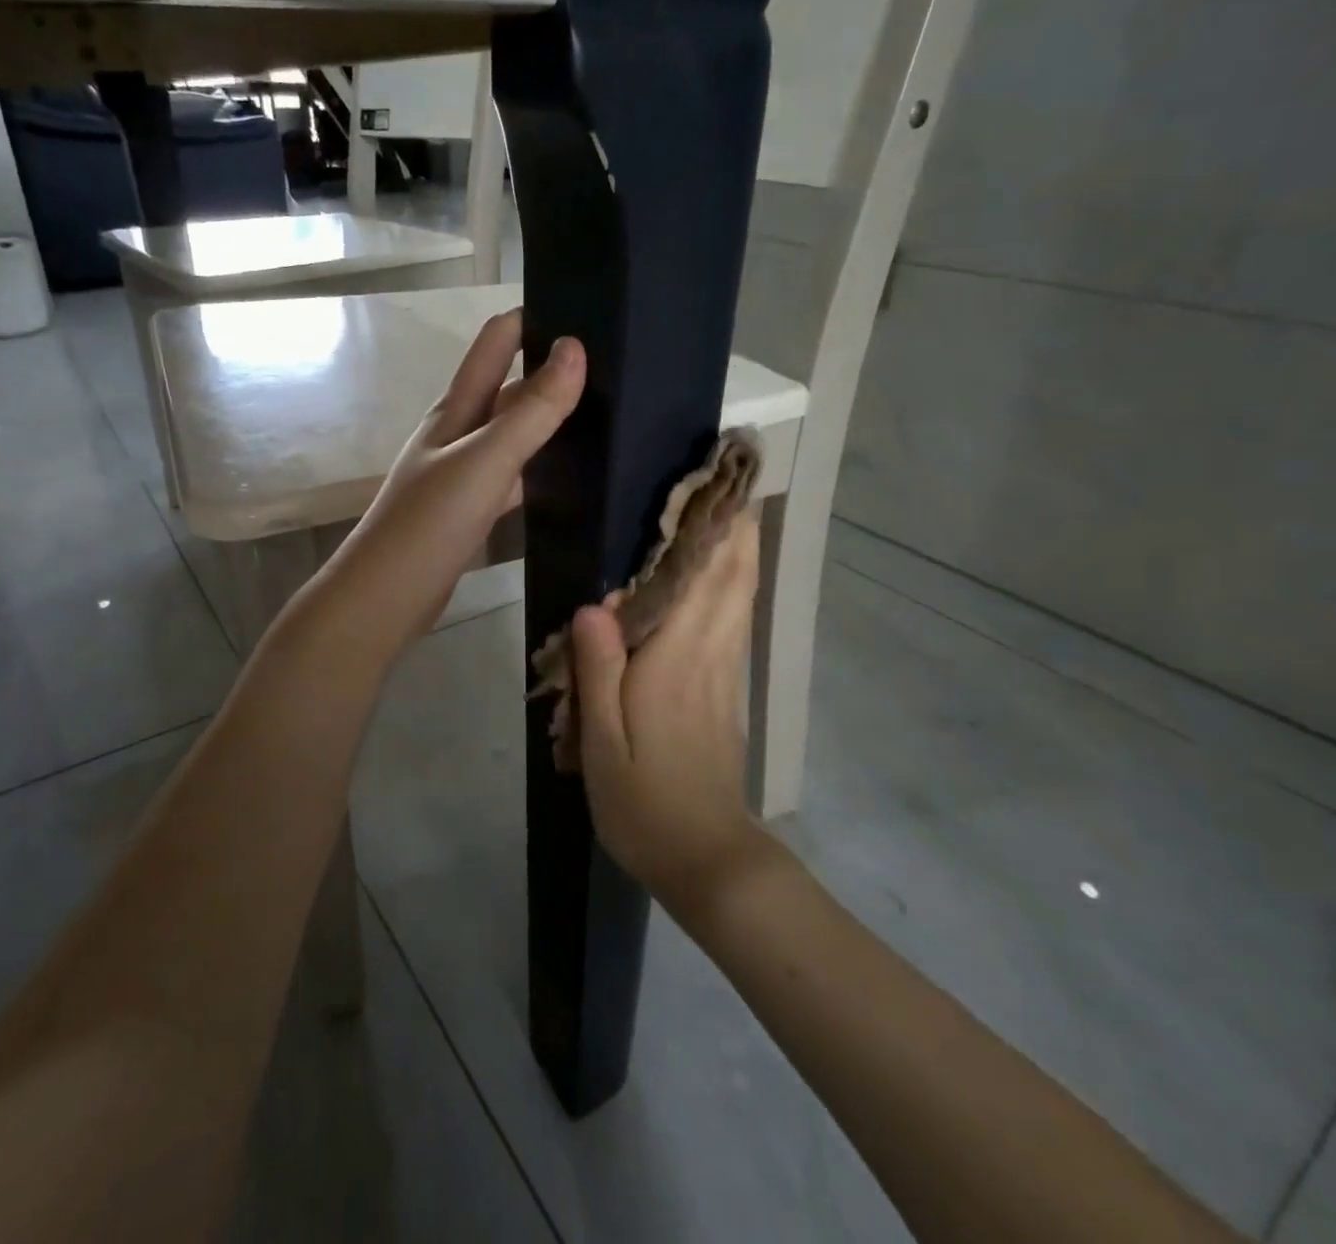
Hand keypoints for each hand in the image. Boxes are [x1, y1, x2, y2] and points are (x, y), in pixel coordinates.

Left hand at [308, 309, 584, 663]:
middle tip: (618, 365)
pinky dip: (543, 471)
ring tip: (610, 413)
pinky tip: (574, 477)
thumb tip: (575, 348)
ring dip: (551, 422)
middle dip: (553, 371)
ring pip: (515, 435)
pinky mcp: (473, 512)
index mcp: (456, 410)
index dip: (532, 319)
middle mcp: (458, 434)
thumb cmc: (429, 523)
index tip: (586, 306)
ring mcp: (465, 474)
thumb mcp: (484, 461)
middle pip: (510, 389)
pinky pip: (516, 478)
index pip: (496, 343)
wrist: (385, 599)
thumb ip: (531, 411)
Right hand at [571, 512, 767, 910]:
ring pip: (740, 597)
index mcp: (675, 662)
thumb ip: (599, 671)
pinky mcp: (728, 691)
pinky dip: (736, 586)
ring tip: (729, 508)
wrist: (707, 857)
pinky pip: (736, 622)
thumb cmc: (644, 803)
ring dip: (740, 550)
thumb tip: (594, 603)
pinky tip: (724, 576)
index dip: (713, 529)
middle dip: (734, 526)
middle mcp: (708, 655)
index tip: (713, 482)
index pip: (702, 580)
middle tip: (725, 478)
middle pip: (732, 578)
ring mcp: (725, 673)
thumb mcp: (602, 744)